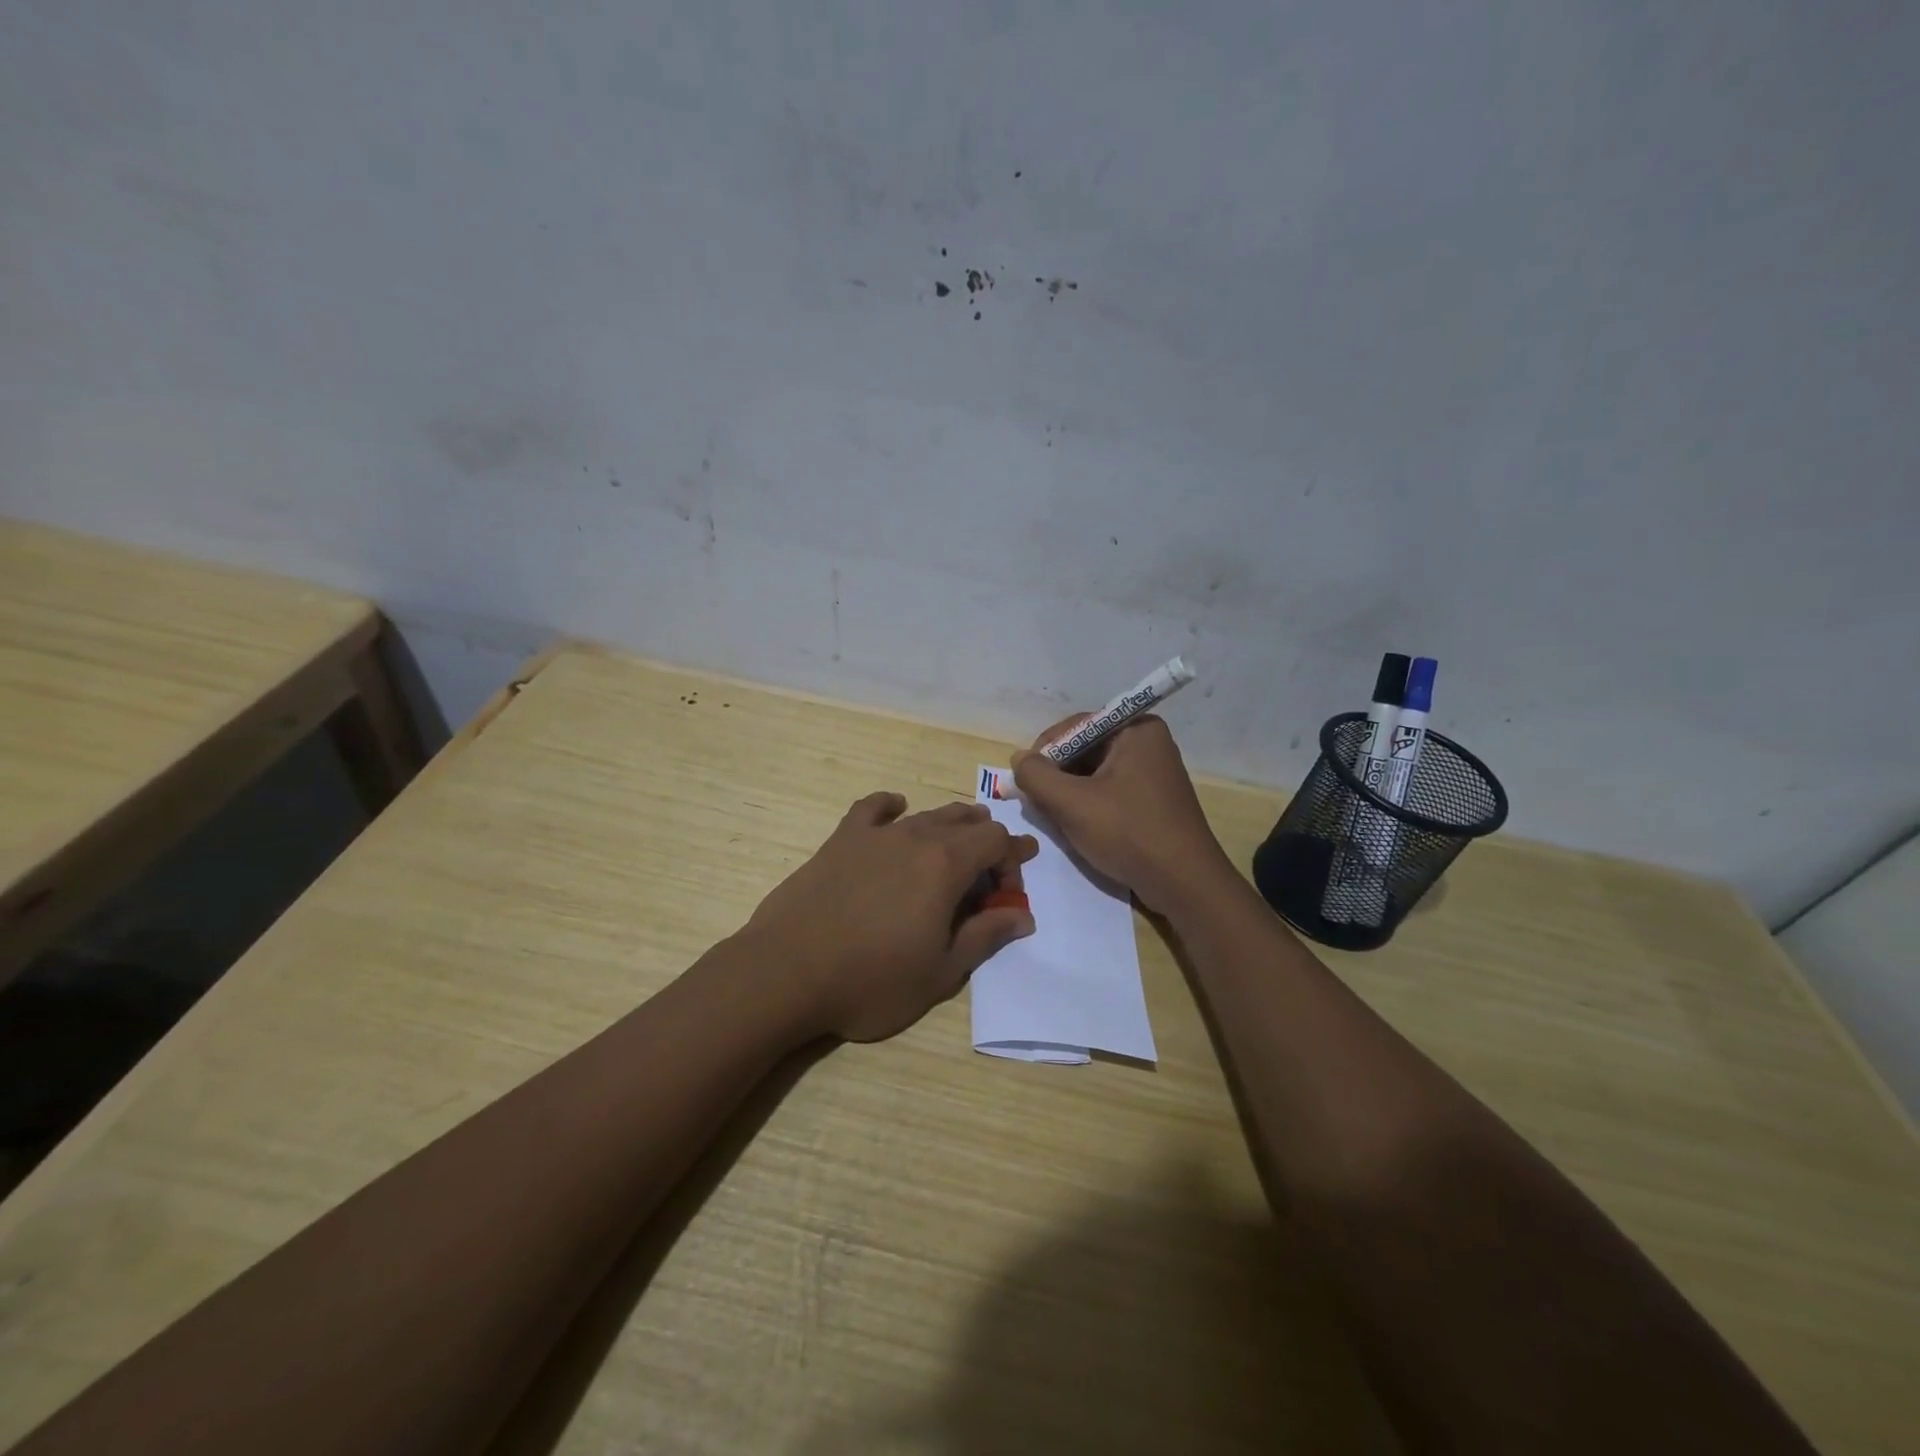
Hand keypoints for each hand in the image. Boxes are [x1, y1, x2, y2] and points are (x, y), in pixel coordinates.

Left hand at [742, 793, 1037, 1042]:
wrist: (788, 972)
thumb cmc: (872, 980)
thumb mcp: (941, 971)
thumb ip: (986, 936)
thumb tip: (1023, 915)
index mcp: (946, 864)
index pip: (995, 840)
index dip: (1013, 857)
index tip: (1017, 879)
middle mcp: (915, 837)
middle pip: (964, 821)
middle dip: (986, 840)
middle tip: (990, 870)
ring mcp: (875, 835)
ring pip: (925, 815)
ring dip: (950, 824)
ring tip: (957, 839)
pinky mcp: (841, 840)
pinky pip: (872, 808)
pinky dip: (891, 806)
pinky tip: (896, 809)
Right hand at [1011, 715, 1232, 913]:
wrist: (1184, 883)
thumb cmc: (1128, 833)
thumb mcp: (1072, 803)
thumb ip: (1037, 776)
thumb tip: (1018, 759)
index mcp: (1136, 729)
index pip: (1075, 727)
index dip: (1045, 752)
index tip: (1025, 781)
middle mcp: (1148, 742)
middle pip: (1085, 749)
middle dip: (1057, 775)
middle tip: (1036, 802)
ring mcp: (1154, 772)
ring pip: (1095, 773)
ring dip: (1070, 793)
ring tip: (1055, 817)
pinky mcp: (1154, 799)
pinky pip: (1111, 790)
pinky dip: (1089, 804)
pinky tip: (1078, 827)